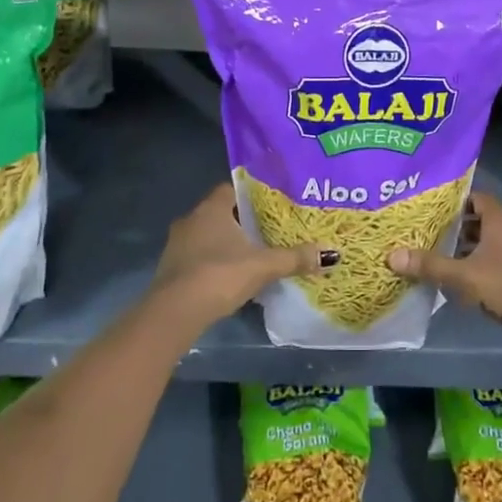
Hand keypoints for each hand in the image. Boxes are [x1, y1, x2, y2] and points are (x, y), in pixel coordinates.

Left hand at [148, 183, 333, 330]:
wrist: (174, 312)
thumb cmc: (219, 275)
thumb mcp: (263, 266)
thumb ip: (294, 258)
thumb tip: (329, 254)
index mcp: (211, 208)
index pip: (233, 188)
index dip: (253, 195)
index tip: (273, 205)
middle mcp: (191, 219)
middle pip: (222, 212)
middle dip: (244, 221)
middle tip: (270, 230)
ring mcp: (177, 244)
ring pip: (209, 235)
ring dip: (228, 243)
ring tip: (255, 254)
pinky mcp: (172, 268)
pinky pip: (199, 256)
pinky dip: (215, 261)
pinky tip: (232, 276)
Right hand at [386, 192, 501, 362]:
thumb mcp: (464, 275)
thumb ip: (430, 265)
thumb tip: (391, 255)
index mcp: (498, 221)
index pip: (475, 197)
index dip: (453, 198)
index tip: (426, 203)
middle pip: (474, 221)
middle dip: (450, 224)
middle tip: (418, 227)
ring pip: (478, 245)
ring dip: (457, 248)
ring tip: (425, 250)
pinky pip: (483, 266)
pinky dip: (466, 268)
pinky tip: (444, 277)